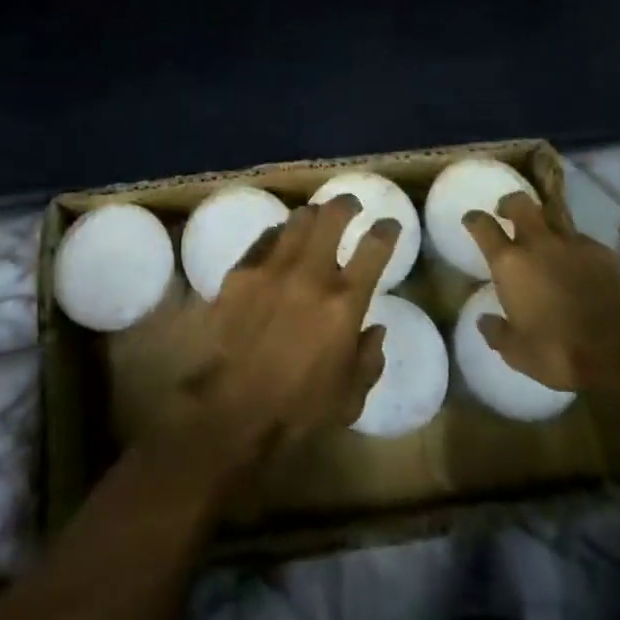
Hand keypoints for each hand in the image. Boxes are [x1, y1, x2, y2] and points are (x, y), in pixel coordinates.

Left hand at [184, 195, 397, 460]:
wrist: (230, 413)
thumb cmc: (297, 412)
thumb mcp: (350, 398)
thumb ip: (368, 359)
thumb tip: (375, 329)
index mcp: (344, 303)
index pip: (374, 248)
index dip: (387, 230)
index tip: (390, 224)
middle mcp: (310, 274)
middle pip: (332, 217)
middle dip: (345, 205)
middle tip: (350, 206)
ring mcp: (272, 269)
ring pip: (296, 221)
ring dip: (311, 216)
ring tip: (315, 219)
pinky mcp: (240, 273)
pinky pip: (264, 240)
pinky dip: (277, 236)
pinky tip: (278, 242)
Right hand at [462, 192, 619, 392]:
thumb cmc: (560, 350)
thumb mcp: (518, 353)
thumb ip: (497, 333)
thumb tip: (484, 321)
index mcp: (510, 263)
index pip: (483, 226)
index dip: (474, 219)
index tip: (471, 219)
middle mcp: (538, 243)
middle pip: (519, 203)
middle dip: (509, 204)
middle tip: (506, 213)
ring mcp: (573, 243)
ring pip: (552, 216)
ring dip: (543, 222)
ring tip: (544, 238)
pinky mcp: (602, 252)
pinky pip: (580, 239)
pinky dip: (573, 246)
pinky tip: (577, 263)